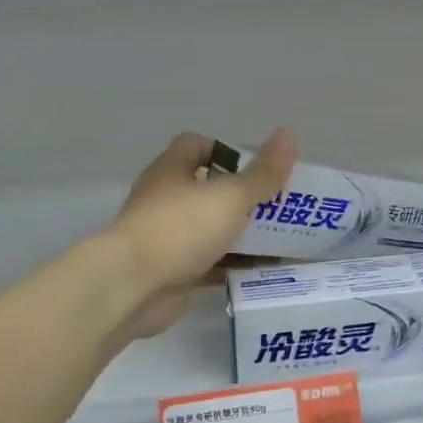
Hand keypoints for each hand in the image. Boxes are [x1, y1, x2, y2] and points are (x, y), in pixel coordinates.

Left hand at [107, 130, 296, 338]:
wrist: (133, 287)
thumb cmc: (181, 228)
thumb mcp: (230, 196)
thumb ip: (262, 173)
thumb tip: (289, 135)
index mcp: (172, 171)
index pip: (197, 146)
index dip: (228, 152)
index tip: (258, 168)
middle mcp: (166, 199)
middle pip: (209, 190)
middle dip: (244, 197)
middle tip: (281, 206)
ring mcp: (167, 237)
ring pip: (211, 229)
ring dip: (241, 234)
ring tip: (282, 240)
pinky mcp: (173, 271)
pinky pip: (210, 264)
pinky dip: (234, 266)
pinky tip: (263, 271)